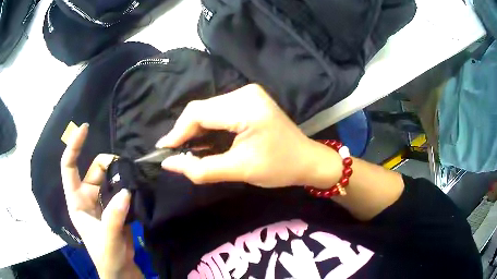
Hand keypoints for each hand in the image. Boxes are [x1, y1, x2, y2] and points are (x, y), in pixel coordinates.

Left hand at [61, 124, 141, 278]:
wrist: (121, 270)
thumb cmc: (107, 256)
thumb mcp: (107, 240)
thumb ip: (114, 217)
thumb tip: (125, 192)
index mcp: (76, 201)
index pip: (69, 167)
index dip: (74, 147)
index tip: (85, 128)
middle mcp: (87, 197)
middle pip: (95, 169)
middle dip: (109, 164)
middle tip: (126, 169)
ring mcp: (102, 201)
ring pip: (109, 177)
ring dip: (121, 175)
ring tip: (134, 178)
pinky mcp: (115, 207)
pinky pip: (120, 189)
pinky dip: (127, 185)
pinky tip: (137, 186)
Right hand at [156, 84, 341, 187]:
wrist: (306, 160)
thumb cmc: (278, 168)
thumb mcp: (238, 170)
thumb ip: (201, 168)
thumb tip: (168, 163)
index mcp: (246, 106)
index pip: (199, 113)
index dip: (177, 132)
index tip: (163, 150)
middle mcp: (245, 92)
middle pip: (202, 108)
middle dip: (185, 131)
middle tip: (174, 153)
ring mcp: (248, 93)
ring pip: (208, 109)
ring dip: (195, 129)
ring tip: (186, 149)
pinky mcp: (249, 99)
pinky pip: (218, 110)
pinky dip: (207, 125)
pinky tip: (202, 140)